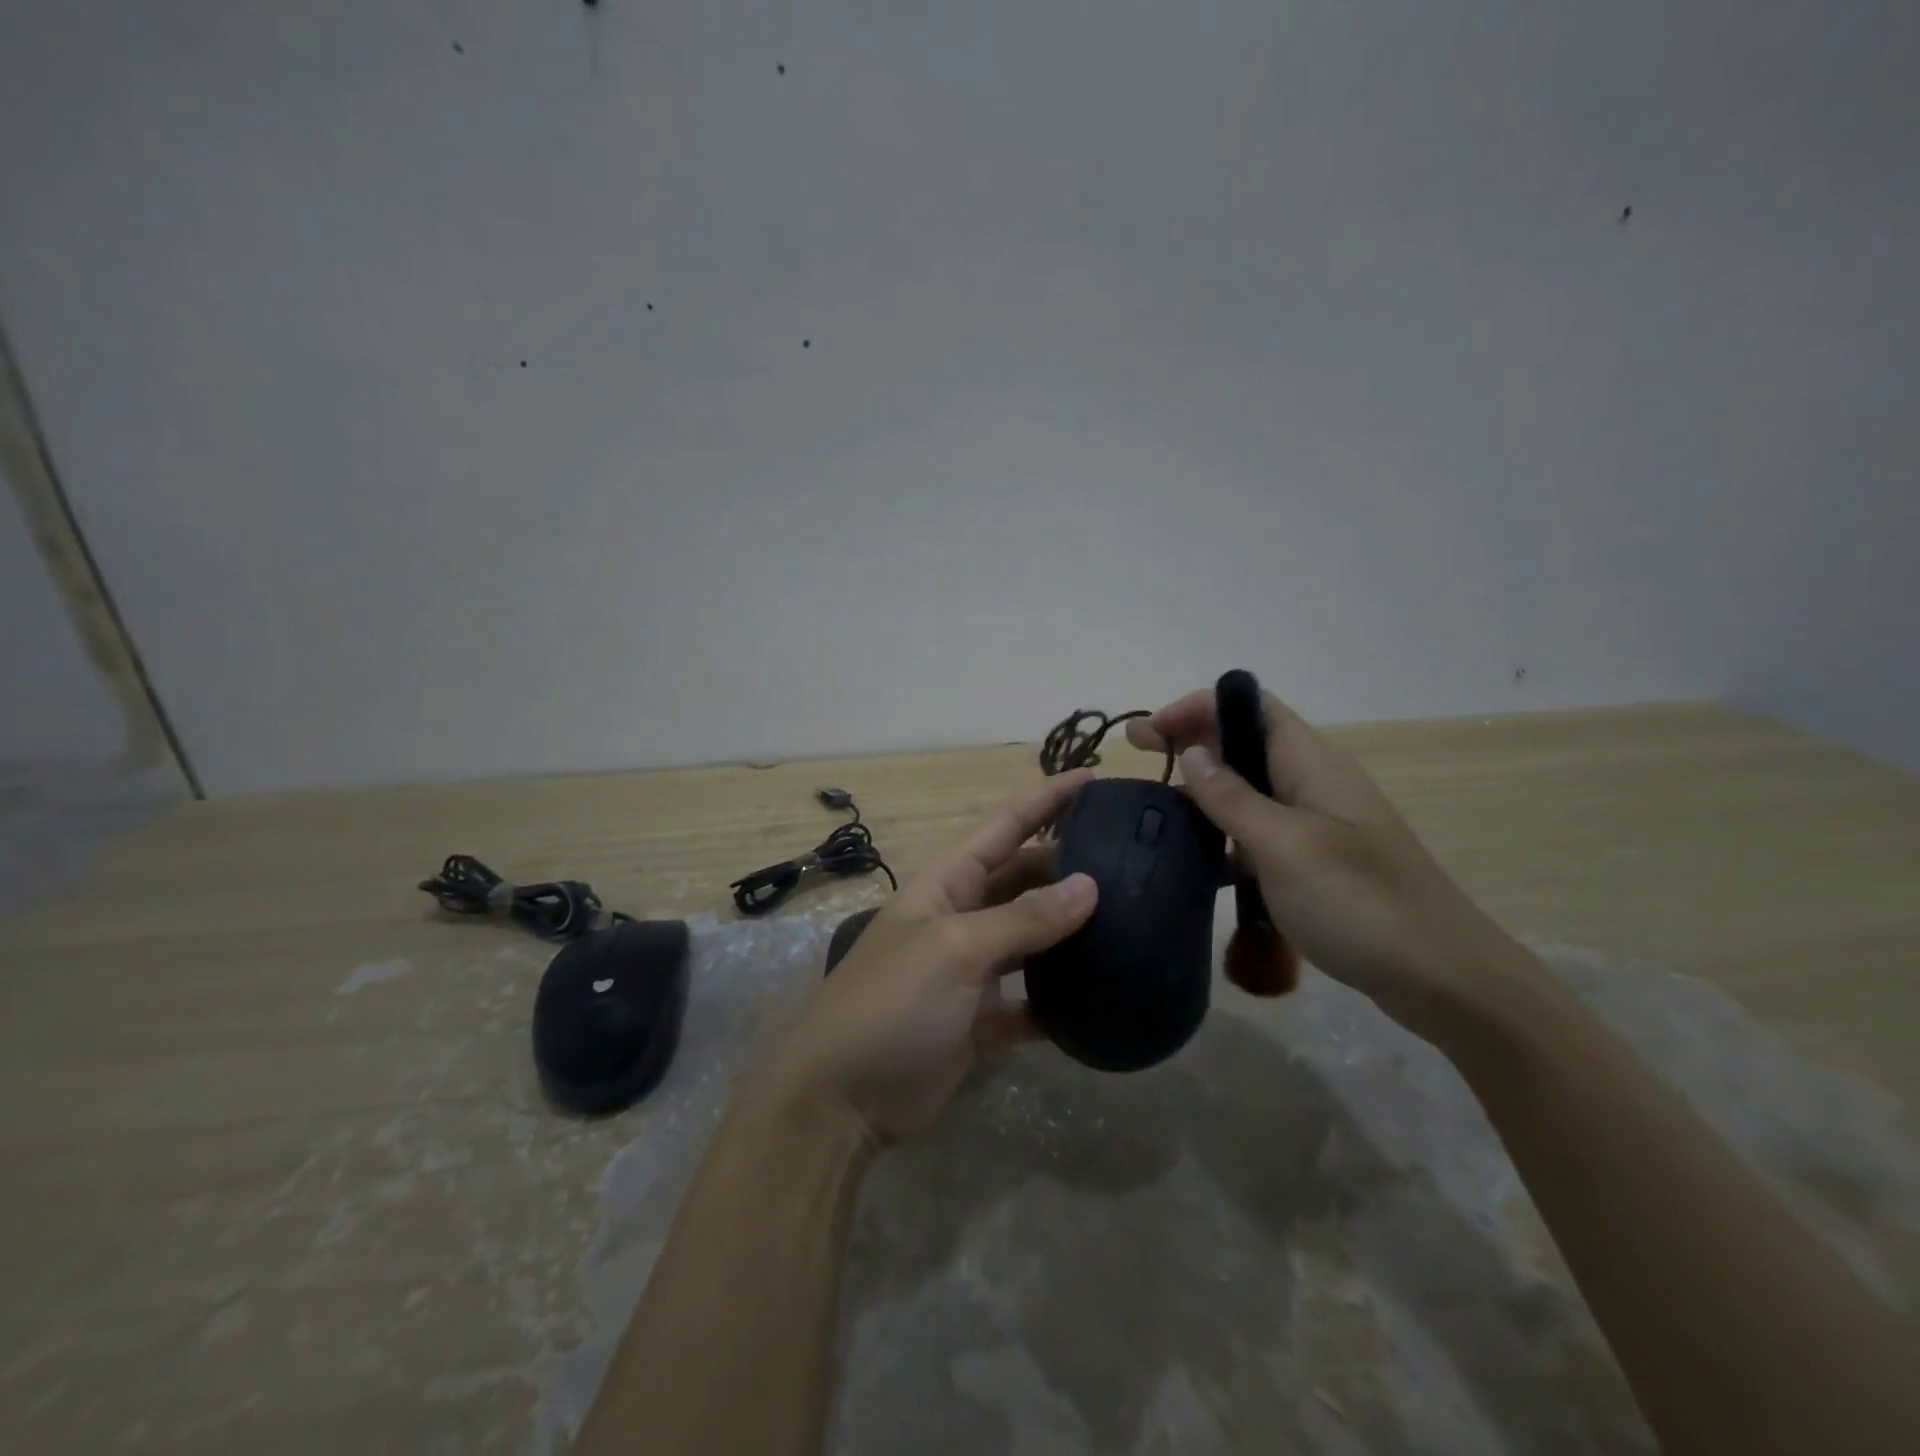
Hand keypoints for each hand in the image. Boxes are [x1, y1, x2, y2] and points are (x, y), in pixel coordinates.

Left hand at [756, 773, 1098, 1145]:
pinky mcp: (981, 1019)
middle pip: (1024, 878)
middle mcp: (961, 917)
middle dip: (1068, 865)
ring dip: (1070, 932)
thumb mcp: (957, 949)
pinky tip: (1101, 998)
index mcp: (946, 883)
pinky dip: (1058, 1000)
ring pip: (1032, 939)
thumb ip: (1024, 918)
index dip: (1046, 799)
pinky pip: (1031, 1001)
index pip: (1005, 826)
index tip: (1094, 778)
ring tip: (1131, 919)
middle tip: (1132, 859)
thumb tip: (1089, 885)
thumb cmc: (893, 1002)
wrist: (843, 1098)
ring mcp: (971, 970)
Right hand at [1128, 690, 1534, 1041]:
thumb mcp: (1283, 845)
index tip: (1149, 732)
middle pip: (1244, 742)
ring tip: (1155, 811)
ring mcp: (1315, 823)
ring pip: (1248, 789)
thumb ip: (1232, 797)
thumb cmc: (1358, 901)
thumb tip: (1192, 753)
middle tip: (1137, 758)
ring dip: (1203, 790)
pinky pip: (1258, 832)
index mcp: (1310, 762)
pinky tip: (1194, 862)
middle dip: (1190, 741)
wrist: (1440, 977)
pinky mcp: (1315, 862)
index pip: (1249, 706)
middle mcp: (1312, 782)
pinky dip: (1223, 835)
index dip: (1197, 707)